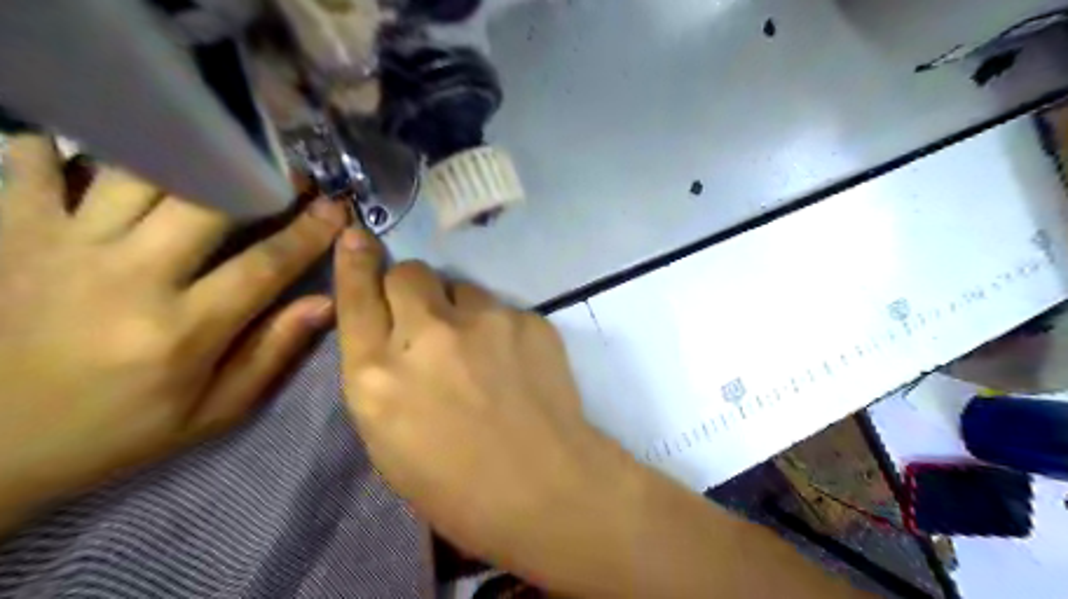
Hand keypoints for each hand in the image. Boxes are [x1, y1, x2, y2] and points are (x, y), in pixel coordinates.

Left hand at [1, 133, 346, 527]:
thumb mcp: (213, 412)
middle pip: (208, 202)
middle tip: (290, 172)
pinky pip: (38, 162)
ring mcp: (63, 247)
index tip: (338, 209)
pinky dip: (78, 145)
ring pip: (140, 171)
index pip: (266, 264)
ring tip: (225, 156)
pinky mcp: (12, 232)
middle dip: (261, 179)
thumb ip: (272, 354)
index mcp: (181, 330)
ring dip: (194, 157)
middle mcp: (127, 277)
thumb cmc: (116, 431)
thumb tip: (325, 304)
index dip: (310, 232)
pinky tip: (116, 151)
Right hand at [335, 226, 631, 569]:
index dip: (355, 263)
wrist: (544, 489)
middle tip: (429, 319)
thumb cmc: (455, 487)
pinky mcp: (527, 319)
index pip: (356, 297)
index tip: (357, 237)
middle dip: (412, 289)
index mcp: (376, 375)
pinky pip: (502, 309)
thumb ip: (381, 377)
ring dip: (460, 310)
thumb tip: (392, 335)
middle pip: (410, 273)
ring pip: (460, 287)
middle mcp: (426, 334)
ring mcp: (483, 321)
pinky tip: (515, 364)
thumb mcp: (388, 440)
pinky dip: (500, 329)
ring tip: (481, 351)